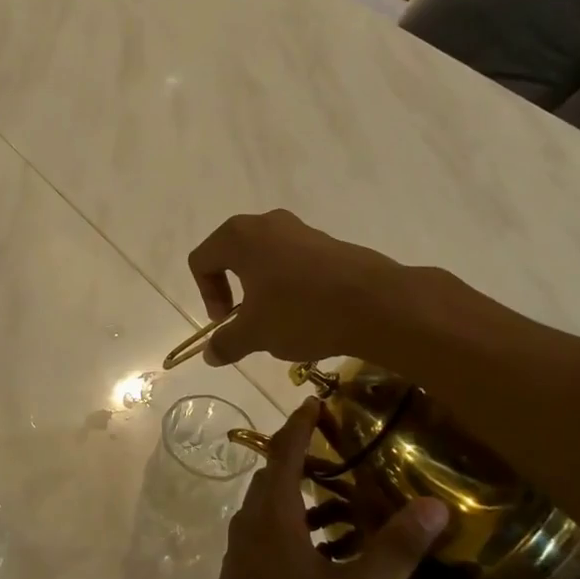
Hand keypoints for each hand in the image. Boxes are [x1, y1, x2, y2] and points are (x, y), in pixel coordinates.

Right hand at [187, 209, 400, 365]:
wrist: (377, 305)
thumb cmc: (301, 312)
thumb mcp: (255, 334)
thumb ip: (225, 342)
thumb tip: (208, 355)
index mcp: (239, 237)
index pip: (201, 261)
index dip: (206, 295)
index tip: (226, 322)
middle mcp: (267, 223)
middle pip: (232, 254)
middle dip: (232, 289)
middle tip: (245, 319)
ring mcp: (301, 230)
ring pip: (265, 258)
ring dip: (262, 289)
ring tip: (278, 320)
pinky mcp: (329, 243)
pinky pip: (295, 262)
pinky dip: (290, 286)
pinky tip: (307, 314)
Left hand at [188, 400, 448, 578]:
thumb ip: (394, 549)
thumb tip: (435, 506)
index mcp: (274, 511)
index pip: (285, 450)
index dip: (300, 423)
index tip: (317, 400)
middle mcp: (253, 517)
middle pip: (277, 472)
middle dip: (305, 453)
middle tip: (342, 444)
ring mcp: (245, 542)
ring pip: (275, 501)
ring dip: (304, 491)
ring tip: (346, 491)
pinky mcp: (246, 565)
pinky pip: (272, 525)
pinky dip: (299, 520)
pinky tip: (331, 542)